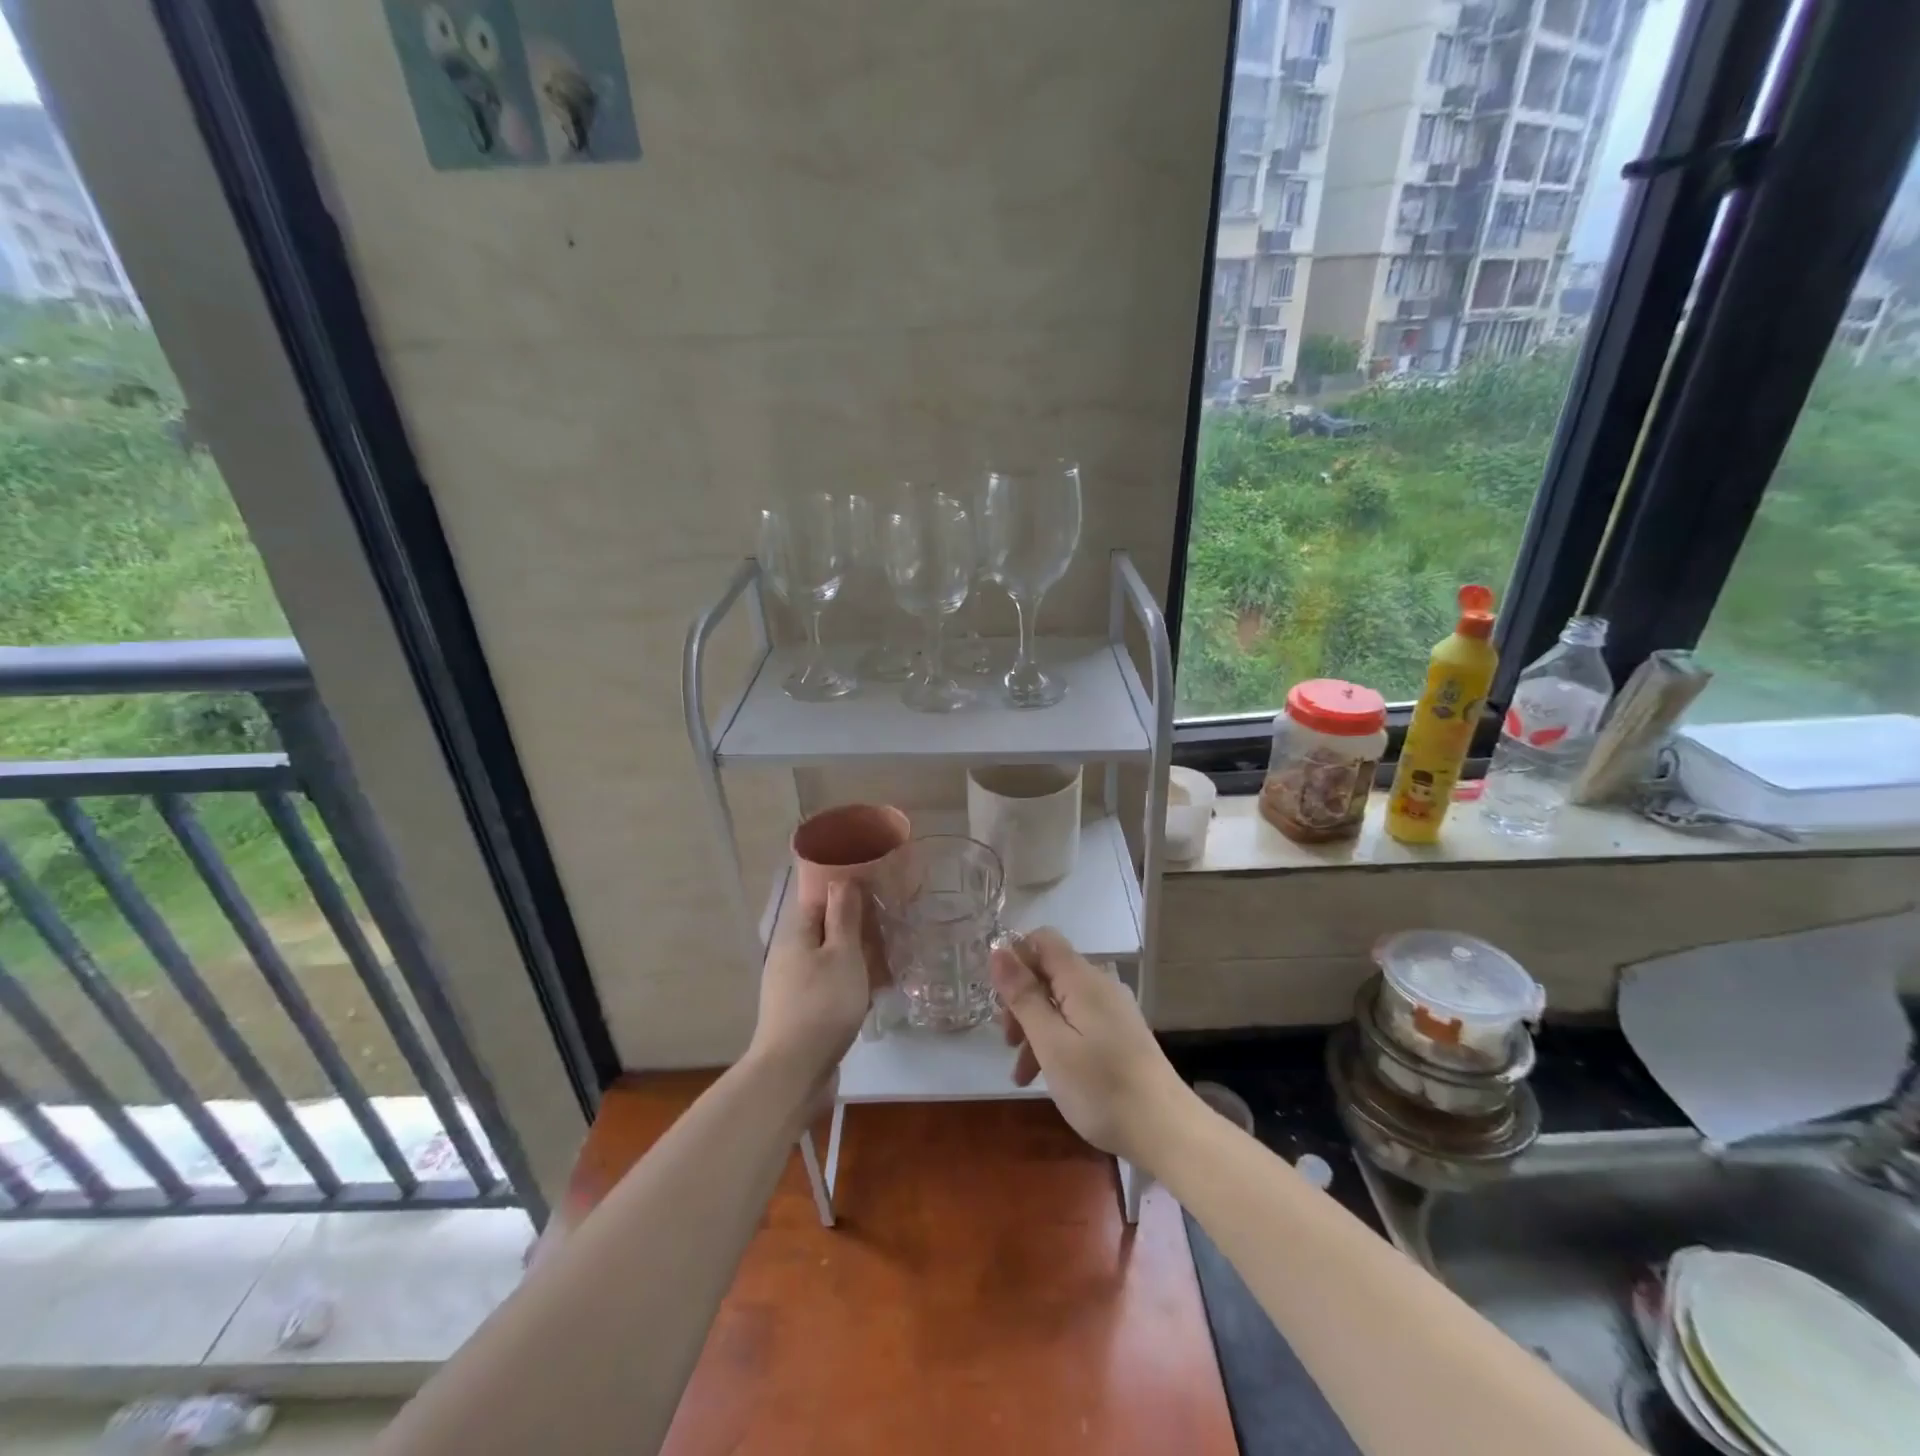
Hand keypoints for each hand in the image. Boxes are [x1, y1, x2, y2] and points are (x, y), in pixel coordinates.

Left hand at [749, 882, 869, 1089]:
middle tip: (888, 933)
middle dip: (854, 931)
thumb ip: (843, 917)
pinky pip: (827, 988)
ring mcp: (791, 988)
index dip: (845, 896)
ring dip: (854, 961)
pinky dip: (848, 986)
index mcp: (796, 936)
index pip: (818, 901)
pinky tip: (870, 996)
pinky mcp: (799, 1015)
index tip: (875, 897)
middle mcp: (788, 957)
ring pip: (828, 962)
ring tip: (887, 964)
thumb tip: (840, 880)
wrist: (793, 1072)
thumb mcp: (843, 954)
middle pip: (824, 933)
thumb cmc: (823, 1004)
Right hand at [990, 928, 1193, 1170]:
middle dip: (1021, 1001)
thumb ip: (1024, 996)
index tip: (998, 996)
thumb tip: (998, 951)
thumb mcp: (1051, 1043)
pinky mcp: (1119, 1036)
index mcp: (1081, 979)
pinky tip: (1044, 1077)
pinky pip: (1077, 1024)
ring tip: (1020, 1073)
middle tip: (1006, 1041)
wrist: (1166, 1131)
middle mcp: (1099, 985)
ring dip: (1034, 1029)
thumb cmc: (1100, 1086)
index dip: (1015, 957)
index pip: (1043, 939)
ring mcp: (1112, 1012)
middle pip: (1049, 973)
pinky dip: (1056, 1043)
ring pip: (1060, 1003)